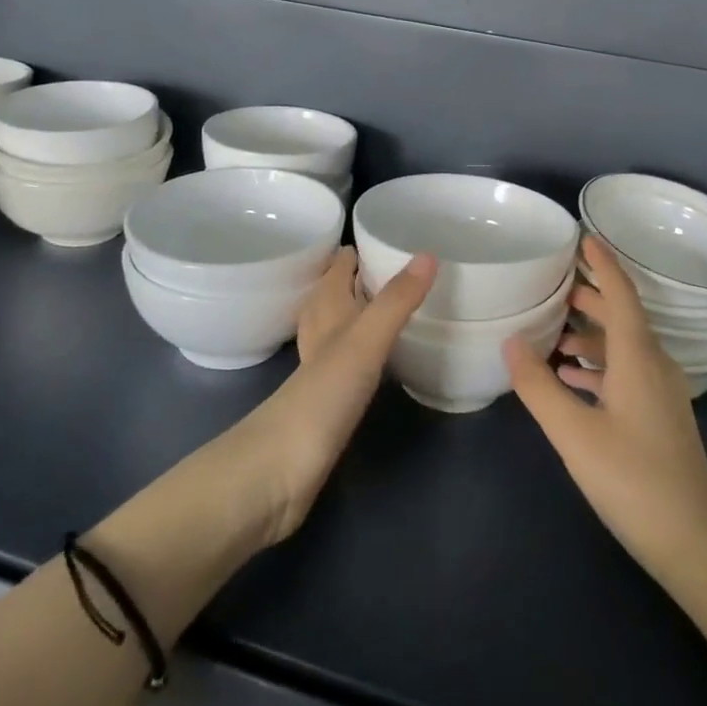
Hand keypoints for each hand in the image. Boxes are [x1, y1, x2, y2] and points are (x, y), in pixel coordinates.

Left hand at [244, 247, 435, 544]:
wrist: (278, 471)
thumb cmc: (321, 397)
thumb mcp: (365, 341)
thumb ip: (396, 301)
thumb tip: (428, 254)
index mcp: (326, 310)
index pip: (339, 265)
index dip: (361, 247)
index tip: (396, 233)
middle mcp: (321, 332)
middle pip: (337, 292)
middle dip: (363, 277)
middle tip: (403, 266)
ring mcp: (322, 368)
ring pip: (341, 325)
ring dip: (362, 311)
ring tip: (396, 302)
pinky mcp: (328, 401)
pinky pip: (350, 360)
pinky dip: (366, 349)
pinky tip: (382, 357)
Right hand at [505, 236, 706, 581]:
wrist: (692, 541)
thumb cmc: (632, 480)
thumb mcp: (574, 433)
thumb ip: (539, 386)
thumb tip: (511, 342)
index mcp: (639, 357)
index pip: (621, 293)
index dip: (603, 263)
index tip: (583, 237)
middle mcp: (655, 365)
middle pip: (623, 315)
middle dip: (590, 296)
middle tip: (553, 283)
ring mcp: (661, 392)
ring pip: (623, 345)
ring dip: (590, 333)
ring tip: (551, 332)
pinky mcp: (659, 415)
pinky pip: (626, 372)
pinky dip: (597, 364)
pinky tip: (570, 377)